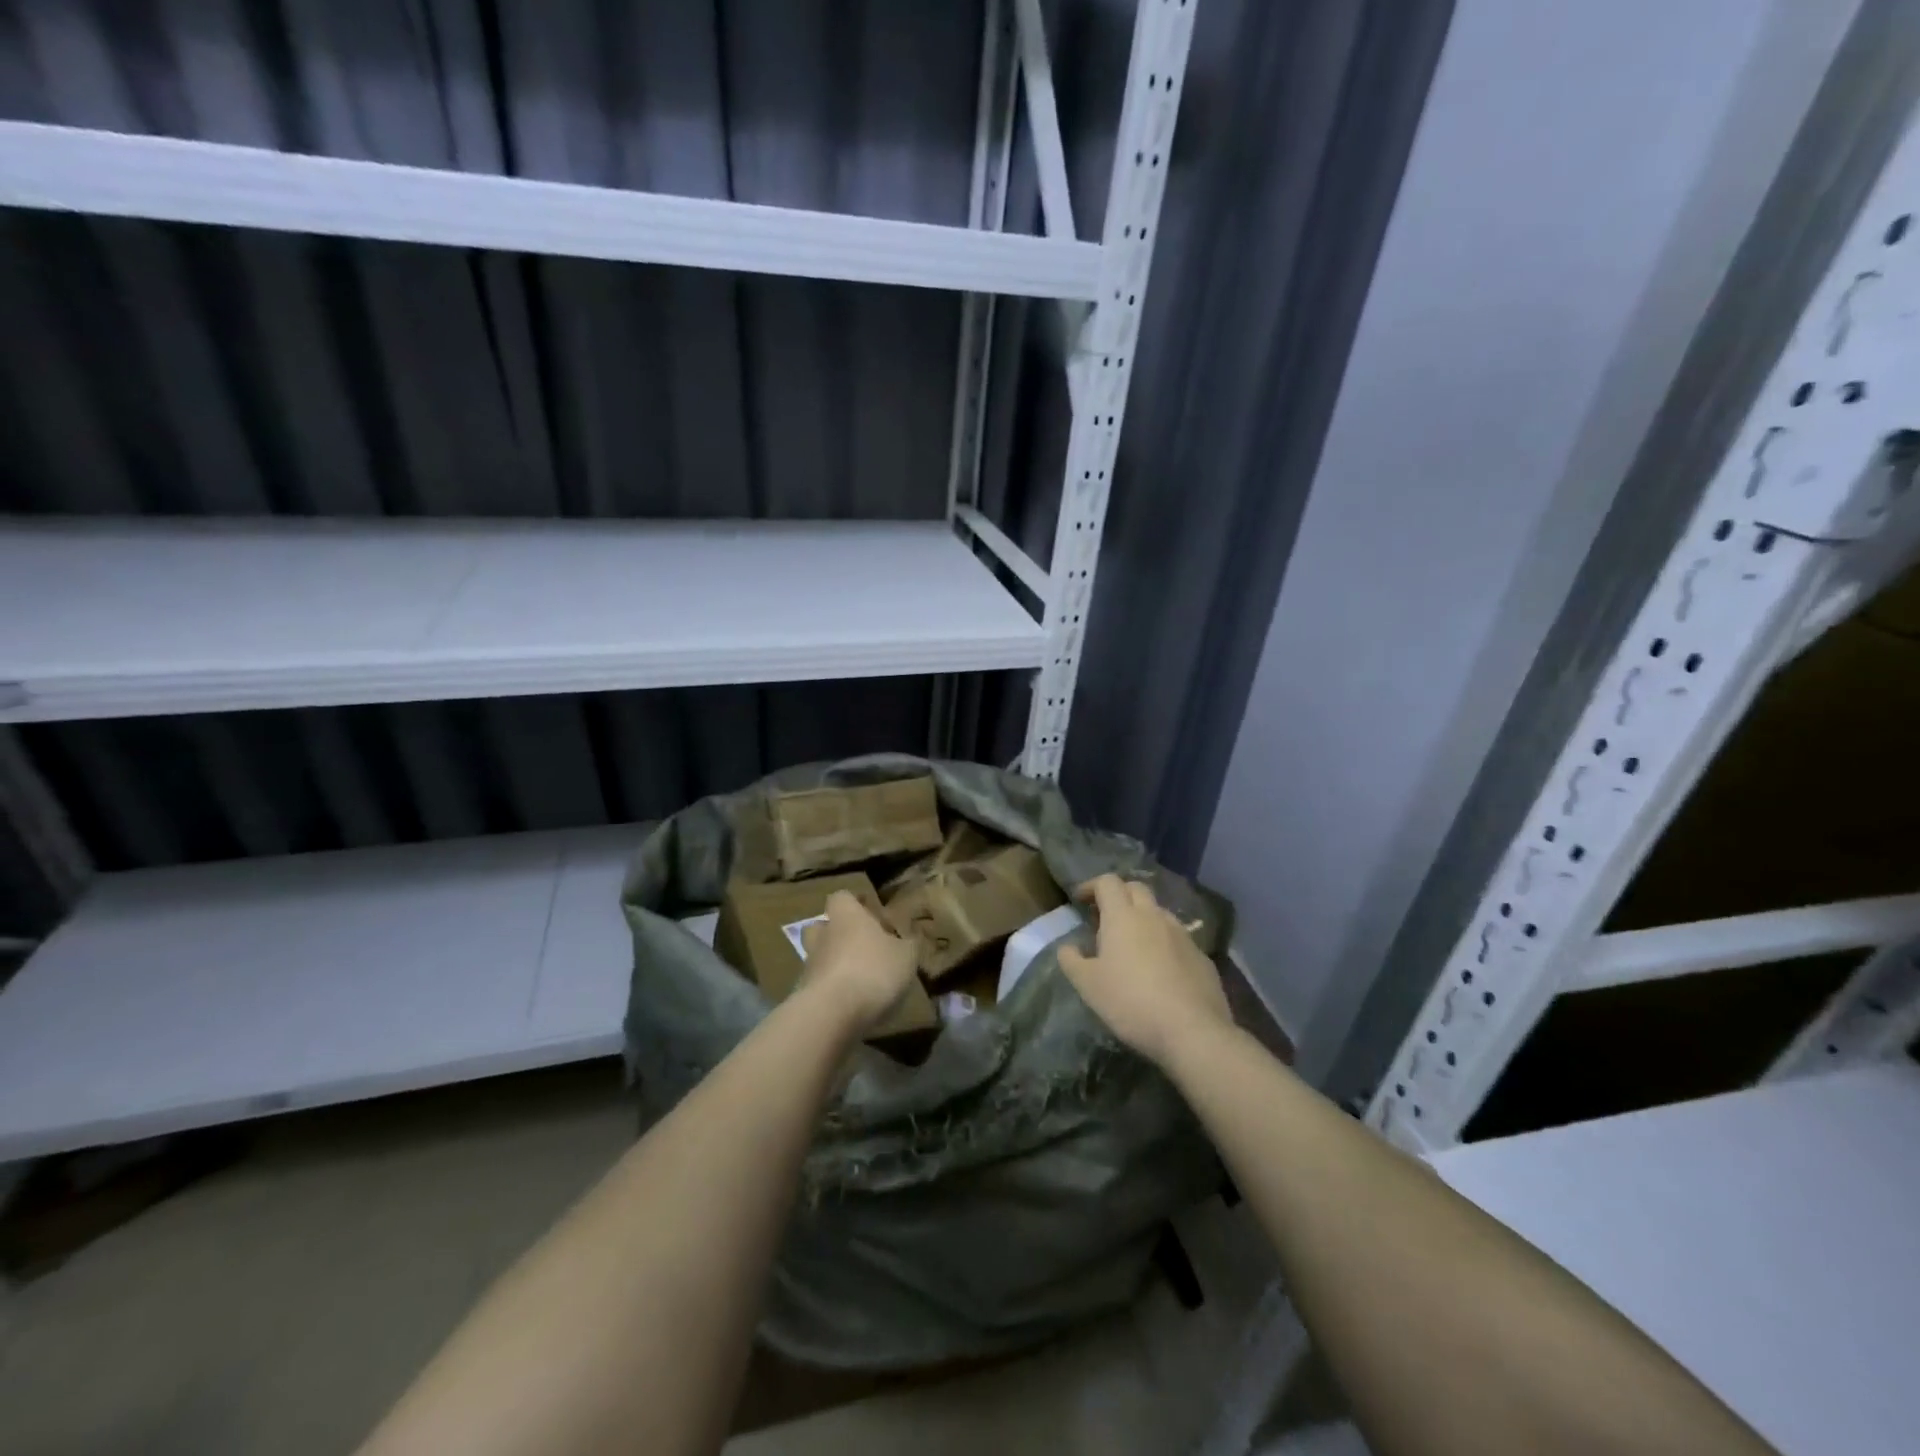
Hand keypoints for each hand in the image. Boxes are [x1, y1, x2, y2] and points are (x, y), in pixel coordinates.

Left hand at [798, 891, 919, 1033]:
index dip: (855, 903)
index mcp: (846, 917)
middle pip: (821, 925)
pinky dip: (832, 990)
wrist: (832, 1014)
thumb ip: (908, 944)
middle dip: (837, 933)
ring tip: (859, 979)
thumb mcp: (906, 956)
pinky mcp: (804, 994)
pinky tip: (851, 1003)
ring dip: (835, 964)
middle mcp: (823, 936)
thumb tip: (909, 939)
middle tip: (860, 944)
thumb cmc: (873, 970)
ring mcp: (810, 965)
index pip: (842, 897)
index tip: (870, 912)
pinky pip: (819, 985)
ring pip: (820, 956)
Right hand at [1057, 874, 1233, 1067]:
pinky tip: (1159, 969)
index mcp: (1123, 917)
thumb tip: (1067, 947)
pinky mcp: (1201, 956)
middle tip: (1105, 918)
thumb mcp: (1088, 985)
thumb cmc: (1131, 1002)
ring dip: (1142, 918)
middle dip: (1119, 895)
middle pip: (1136, 888)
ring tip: (1132, 944)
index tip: (1080, 900)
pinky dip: (1163, 942)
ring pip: (1159, 912)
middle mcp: (1154, 916)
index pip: (1107, 882)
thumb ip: (1071, 960)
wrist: (1193, 1031)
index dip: (1091, 886)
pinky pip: (1177, 938)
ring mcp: (1182, 935)